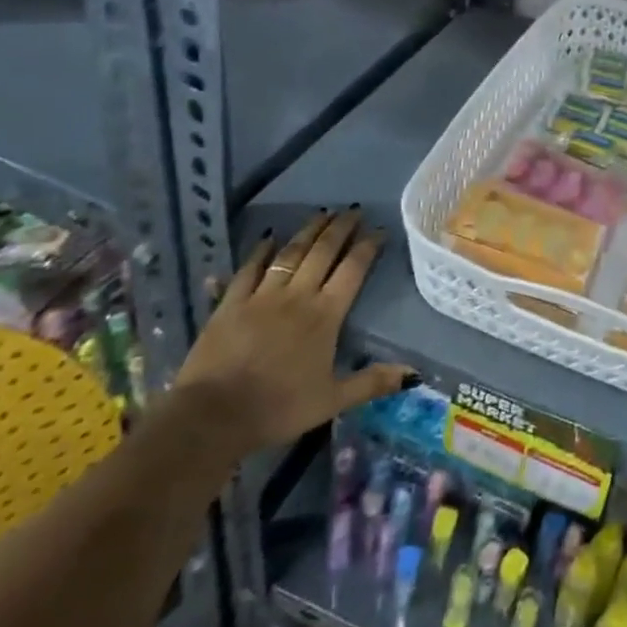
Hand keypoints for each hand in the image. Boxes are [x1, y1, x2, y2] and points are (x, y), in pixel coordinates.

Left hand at [173, 209, 412, 456]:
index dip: (368, 246)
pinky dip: (260, 251)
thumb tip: (413, 373)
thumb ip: (371, 382)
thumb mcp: (332, 401)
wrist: (213, 416)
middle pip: (323, 251)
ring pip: (290, 253)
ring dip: (308, 231)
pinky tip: (268, 237)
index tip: (380, 230)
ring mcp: (262, 296)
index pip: (353, 270)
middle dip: (341, 228)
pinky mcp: (231, 303)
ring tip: (322, 213)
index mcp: (325, 315)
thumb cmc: (278, 408)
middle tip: (353, 209)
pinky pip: (249, 268)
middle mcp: (297, 295)